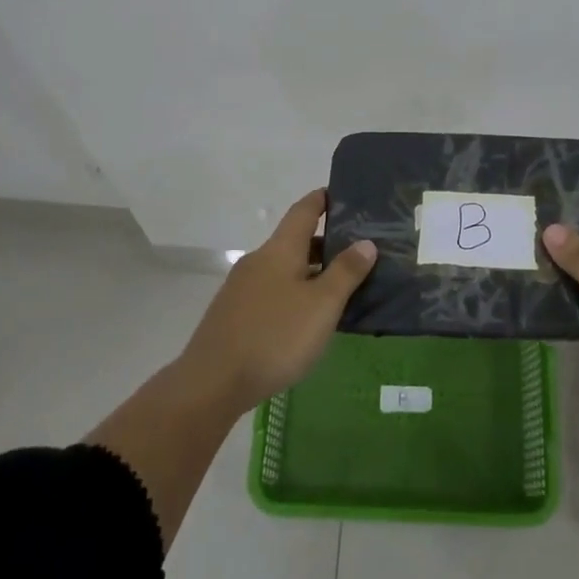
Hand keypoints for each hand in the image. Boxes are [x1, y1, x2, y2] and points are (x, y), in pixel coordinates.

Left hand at [176, 188, 376, 411]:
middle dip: (325, 243)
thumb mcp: (322, 305)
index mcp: (279, 250)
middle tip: (358, 252)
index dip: (323, 199)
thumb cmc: (275, 337)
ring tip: (340, 288)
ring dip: (311, 272)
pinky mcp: (234, 314)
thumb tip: (366, 242)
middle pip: (295, 241)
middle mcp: (258, 261)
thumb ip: (346, 272)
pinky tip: (308, 318)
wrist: (212, 383)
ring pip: (284, 269)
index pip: (303, 210)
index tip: (343, 194)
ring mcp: (242, 288)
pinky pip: (273, 291)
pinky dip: (295, 293)